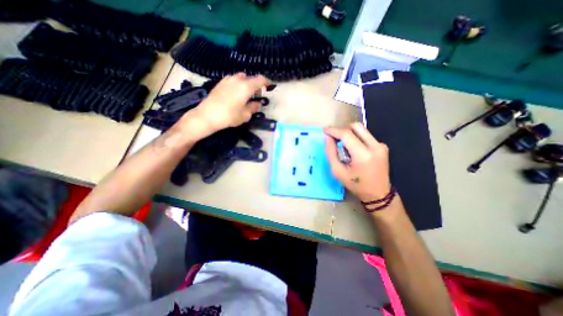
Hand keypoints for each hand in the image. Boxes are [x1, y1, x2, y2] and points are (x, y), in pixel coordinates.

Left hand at [179, 73, 269, 137]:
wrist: (207, 115)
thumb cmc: (229, 116)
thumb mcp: (245, 115)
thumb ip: (253, 107)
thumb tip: (258, 104)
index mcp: (246, 87)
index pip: (260, 79)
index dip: (266, 82)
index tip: (269, 86)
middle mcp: (237, 80)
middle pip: (250, 78)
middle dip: (255, 84)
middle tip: (256, 95)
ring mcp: (227, 80)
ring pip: (241, 78)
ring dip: (246, 84)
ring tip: (245, 94)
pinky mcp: (220, 83)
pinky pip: (233, 80)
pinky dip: (238, 84)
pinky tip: (235, 94)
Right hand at [326, 122, 392, 201]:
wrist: (378, 194)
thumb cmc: (356, 185)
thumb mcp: (338, 171)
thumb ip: (331, 153)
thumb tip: (327, 138)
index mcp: (363, 154)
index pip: (346, 134)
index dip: (334, 130)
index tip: (324, 131)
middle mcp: (375, 146)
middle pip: (356, 126)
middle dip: (342, 130)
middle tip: (334, 138)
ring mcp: (380, 145)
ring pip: (361, 130)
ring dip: (349, 134)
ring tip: (343, 145)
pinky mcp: (383, 146)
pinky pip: (366, 136)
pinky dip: (356, 138)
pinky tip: (353, 150)